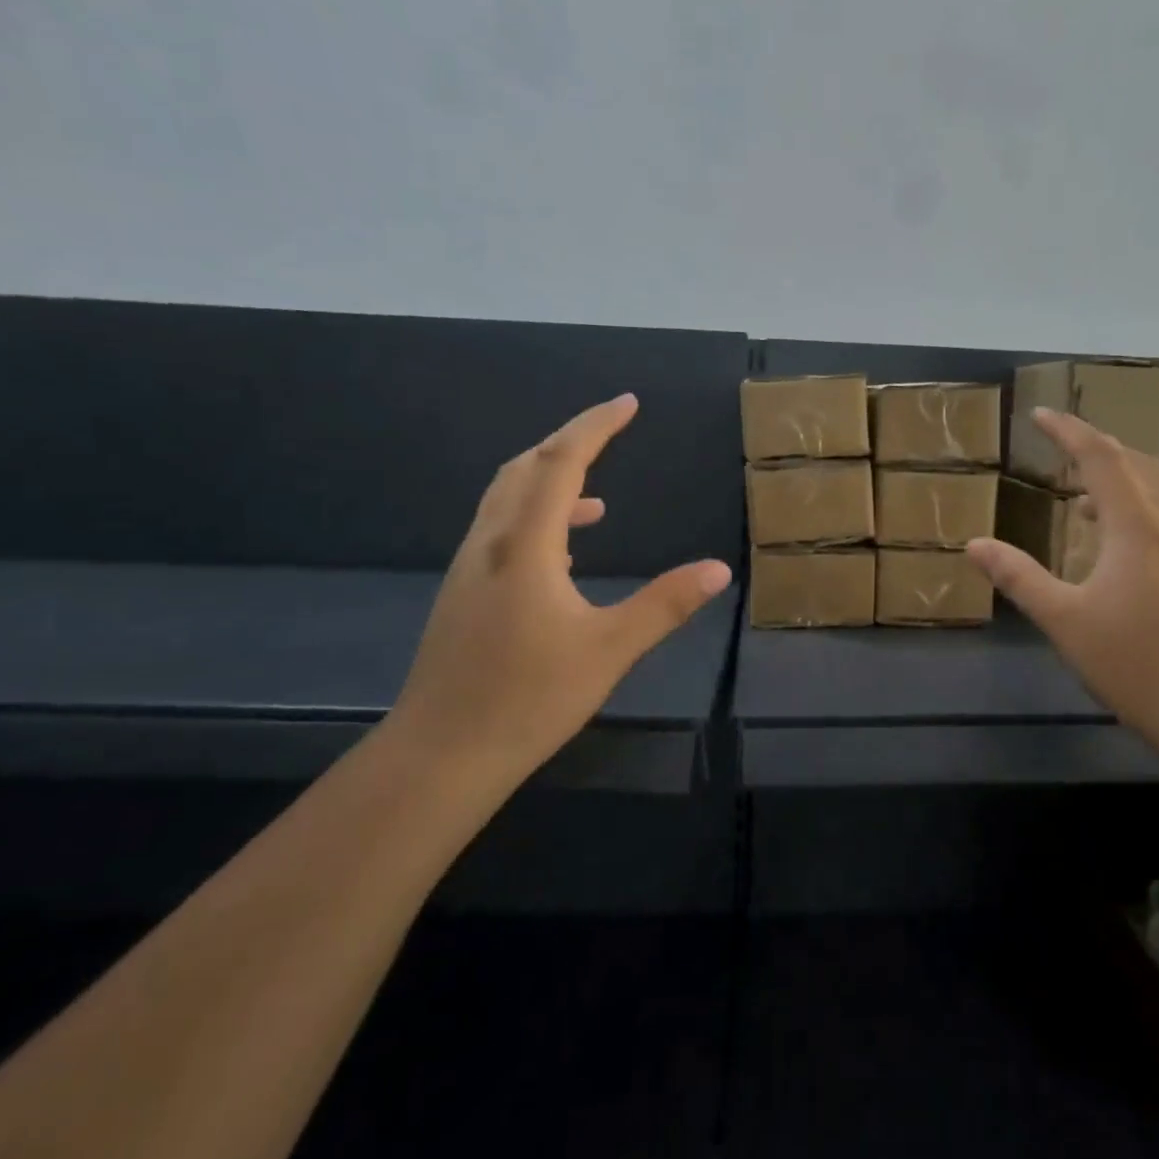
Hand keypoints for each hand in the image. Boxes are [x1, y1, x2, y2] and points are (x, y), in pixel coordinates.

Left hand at [380, 394, 730, 786]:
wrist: (440, 754)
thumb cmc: (528, 698)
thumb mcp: (610, 650)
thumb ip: (665, 604)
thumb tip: (718, 569)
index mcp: (526, 545)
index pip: (562, 463)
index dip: (595, 426)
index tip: (628, 403)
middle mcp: (491, 543)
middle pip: (526, 468)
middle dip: (569, 443)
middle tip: (610, 433)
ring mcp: (470, 569)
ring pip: (507, 499)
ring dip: (549, 481)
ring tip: (597, 497)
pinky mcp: (463, 594)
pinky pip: (502, 531)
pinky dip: (536, 519)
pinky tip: (564, 554)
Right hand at [967, 408, 1158, 758]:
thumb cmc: (1134, 662)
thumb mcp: (1064, 619)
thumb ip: (1018, 577)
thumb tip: (974, 544)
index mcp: (1136, 526)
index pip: (1100, 458)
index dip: (1068, 431)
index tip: (1040, 414)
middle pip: (1135, 463)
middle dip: (1096, 446)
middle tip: (1061, 444)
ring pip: (1156, 490)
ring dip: (1119, 477)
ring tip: (1080, 494)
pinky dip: (1135, 506)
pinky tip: (1115, 542)